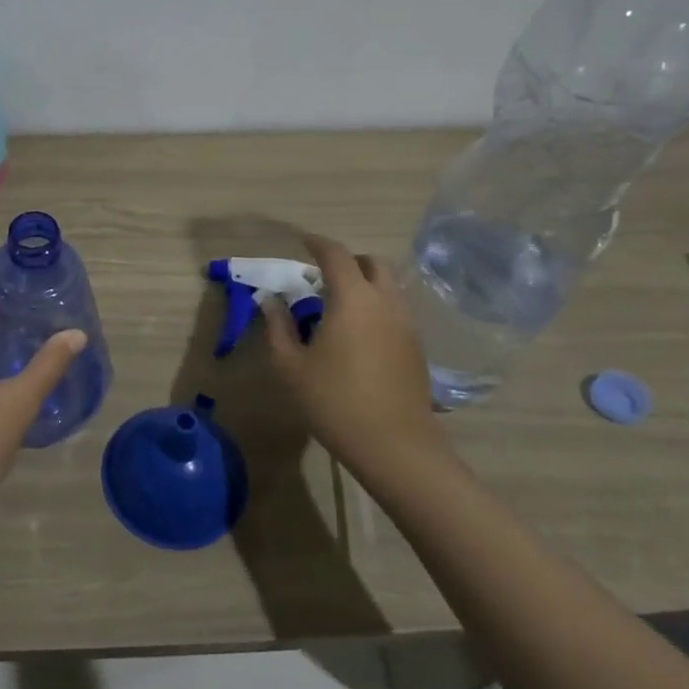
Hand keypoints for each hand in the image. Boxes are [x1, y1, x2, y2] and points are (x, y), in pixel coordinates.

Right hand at [263, 234, 449, 474]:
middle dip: (347, 261)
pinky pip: (396, 310)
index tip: (302, 241)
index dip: (317, 243)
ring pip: (388, 286)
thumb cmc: (335, 401)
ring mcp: (406, 324)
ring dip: (365, 284)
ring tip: (339, 305)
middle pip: (371, 263)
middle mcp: (385, 302)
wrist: (395, 446)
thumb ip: (277, 327)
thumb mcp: (291, 366)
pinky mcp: (417, 346)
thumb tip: (271, 301)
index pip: (336, 255)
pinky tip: (360, 333)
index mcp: (353, 299)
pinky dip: (377, 306)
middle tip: (323, 276)